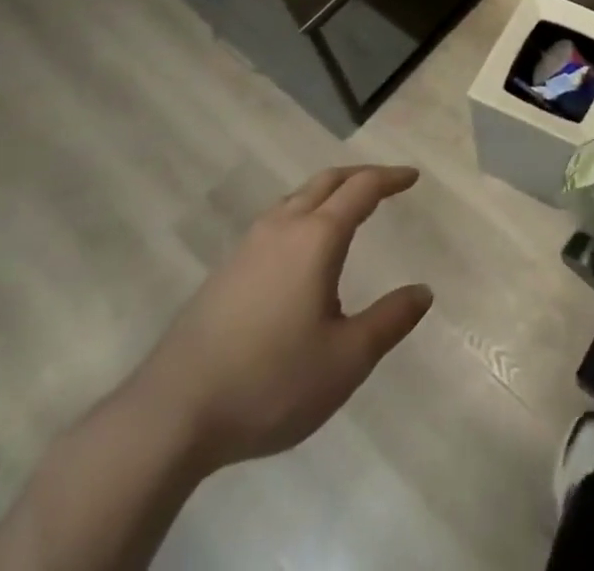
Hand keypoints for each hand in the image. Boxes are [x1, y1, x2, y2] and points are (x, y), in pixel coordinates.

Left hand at [123, 165, 432, 474]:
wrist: (170, 416)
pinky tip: (300, 249)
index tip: (412, 177)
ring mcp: (247, 248)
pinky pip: (275, 221)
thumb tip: (423, 292)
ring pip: (296, 198)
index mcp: (316, 238)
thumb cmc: (269, 382)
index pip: (362, 189)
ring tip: (346, 209)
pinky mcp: (224, 272)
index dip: (390, 178)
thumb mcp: (345, 361)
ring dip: (327, 192)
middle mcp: (282, 228)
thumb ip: (389, 321)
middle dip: (360, 176)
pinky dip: (302, 213)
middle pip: (326, 182)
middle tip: (386, 183)